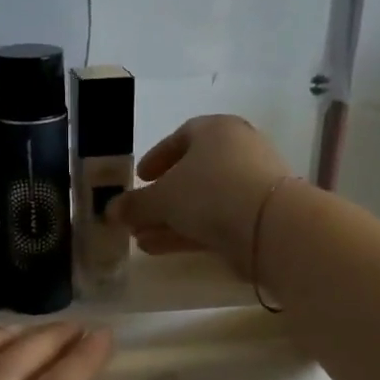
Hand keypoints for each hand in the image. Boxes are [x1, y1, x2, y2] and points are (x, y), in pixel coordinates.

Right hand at [106, 115, 293, 274]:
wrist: (269, 225)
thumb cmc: (210, 192)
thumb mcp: (162, 197)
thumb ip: (134, 204)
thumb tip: (110, 210)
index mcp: (216, 130)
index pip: (182, 137)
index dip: (157, 157)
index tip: (140, 177)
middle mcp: (237, 151)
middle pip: (192, 173)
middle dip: (161, 197)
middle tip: (138, 213)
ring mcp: (250, 185)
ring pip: (202, 202)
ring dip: (170, 220)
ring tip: (141, 239)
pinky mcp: (256, 217)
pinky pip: (215, 221)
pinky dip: (187, 232)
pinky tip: (160, 248)